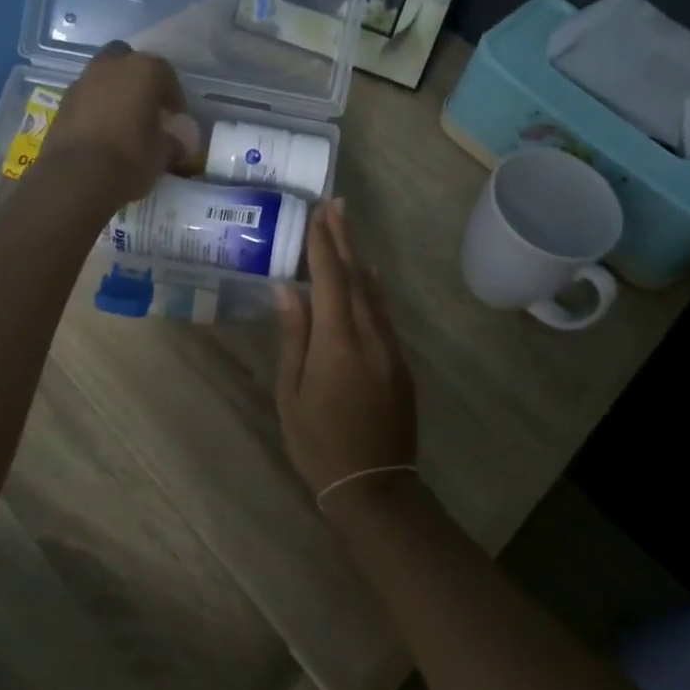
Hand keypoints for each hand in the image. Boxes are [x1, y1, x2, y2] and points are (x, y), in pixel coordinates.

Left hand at [40, 42, 191, 206]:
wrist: (75, 177)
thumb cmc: (130, 158)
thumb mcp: (163, 153)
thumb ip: (173, 141)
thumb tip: (177, 143)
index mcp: (144, 70)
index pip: (166, 75)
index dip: (173, 98)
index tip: (175, 119)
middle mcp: (112, 65)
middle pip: (130, 63)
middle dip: (139, 81)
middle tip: (146, 108)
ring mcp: (83, 80)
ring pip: (105, 77)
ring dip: (114, 91)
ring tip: (123, 121)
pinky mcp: (63, 101)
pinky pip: (87, 96)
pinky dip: (95, 106)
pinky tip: (102, 131)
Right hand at [274, 200, 417, 503]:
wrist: (375, 485)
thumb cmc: (318, 442)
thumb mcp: (291, 392)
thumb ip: (294, 336)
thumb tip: (288, 288)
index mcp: (338, 341)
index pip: (329, 279)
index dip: (323, 244)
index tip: (316, 213)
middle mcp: (369, 335)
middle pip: (356, 276)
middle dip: (344, 238)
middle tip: (334, 204)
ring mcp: (390, 347)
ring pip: (372, 292)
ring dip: (359, 257)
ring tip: (346, 227)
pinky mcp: (400, 361)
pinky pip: (383, 313)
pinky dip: (371, 287)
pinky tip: (367, 274)